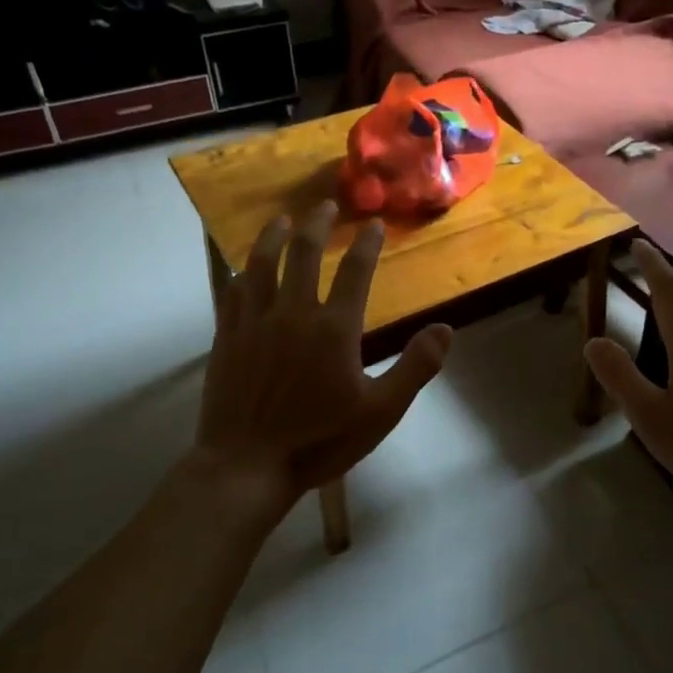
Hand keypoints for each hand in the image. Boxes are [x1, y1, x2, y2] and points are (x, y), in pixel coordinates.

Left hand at [192, 202, 451, 512]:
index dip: (366, 244)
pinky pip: (232, 293)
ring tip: (282, 219)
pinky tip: (244, 267)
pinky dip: (242, 273)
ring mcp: (255, 323)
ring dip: (274, 237)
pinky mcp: (227, 338)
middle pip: (304, 254)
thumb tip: (446, 328)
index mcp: (334, 329)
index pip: (355, 272)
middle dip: (316, 224)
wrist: (247, 467)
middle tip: (325, 205)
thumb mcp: (381, 412)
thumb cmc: (320, 441)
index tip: (372, 225)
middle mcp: (293, 313)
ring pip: (262, 265)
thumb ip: (415, 367)